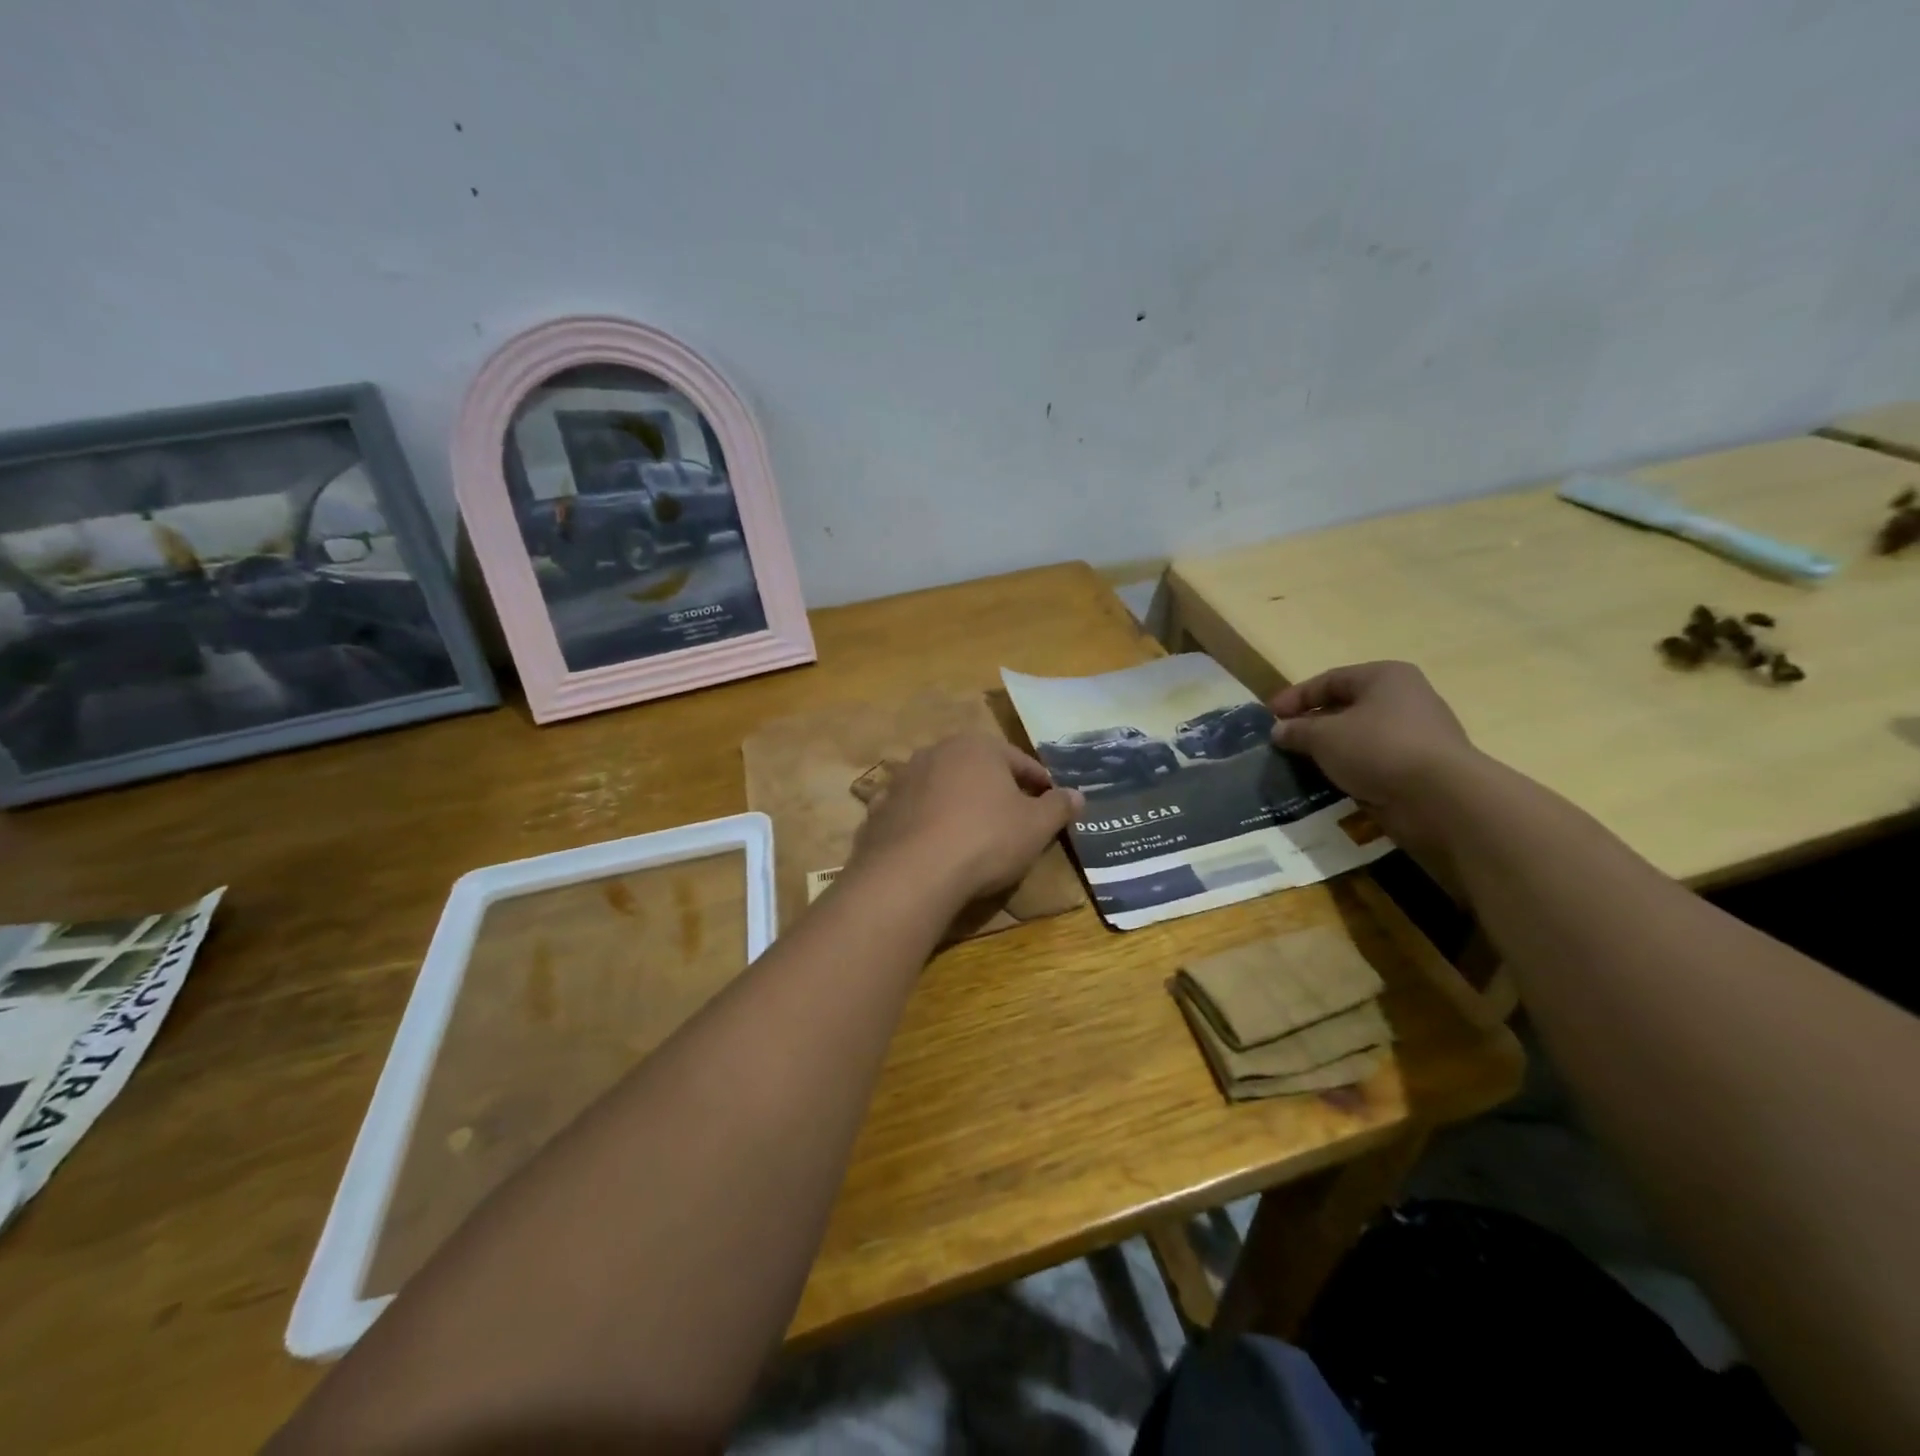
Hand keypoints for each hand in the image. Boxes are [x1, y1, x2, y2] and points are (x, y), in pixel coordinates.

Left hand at [845, 734, 1083, 909]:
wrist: (912, 873)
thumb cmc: (985, 839)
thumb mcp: (1036, 826)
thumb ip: (1058, 807)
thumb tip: (1078, 794)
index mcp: (978, 746)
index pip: (1020, 761)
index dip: (1040, 783)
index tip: (1052, 804)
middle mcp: (937, 752)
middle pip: (978, 770)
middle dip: (997, 791)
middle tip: (1015, 819)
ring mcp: (903, 779)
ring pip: (944, 789)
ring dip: (961, 805)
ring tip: (975, 835)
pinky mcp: (881, 810)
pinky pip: (915, 813)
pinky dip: (929, 824)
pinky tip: (938, 848)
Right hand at [1268, 661, 1478, 851]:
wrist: (1441, 798)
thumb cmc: (1378, 749)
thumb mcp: (1324, 736)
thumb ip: (1297, 730)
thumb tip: (1278, 731)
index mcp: (1385, 677)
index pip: (1330, 680)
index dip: (1295, 697)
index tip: (1268, 717)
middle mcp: (1405, 698)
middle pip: (1346, 707)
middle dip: (1312, 724)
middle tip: (1283, 742)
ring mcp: (1417, 734)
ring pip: (1360, 737)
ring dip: (1330, 750)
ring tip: (1300, 765)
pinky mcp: (1420, 768)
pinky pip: (1374, 763)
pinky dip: (1350, 770)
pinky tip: (1330, 783)